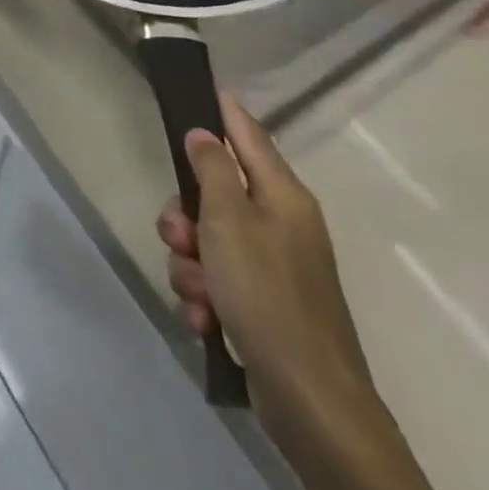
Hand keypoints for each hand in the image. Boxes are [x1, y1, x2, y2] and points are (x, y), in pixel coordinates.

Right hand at [156, 94, 373, 432]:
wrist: (310, 401)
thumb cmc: (267, 294)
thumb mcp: (228, 220)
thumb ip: (212, 169)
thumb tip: (206, 132)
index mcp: (283, 197)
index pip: (250, 136)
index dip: (226, 111)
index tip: (204, 88)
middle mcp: (281, 225)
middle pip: (214, 193)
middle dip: (184, 215)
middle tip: (178, 235)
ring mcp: (273, 267)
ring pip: (207, 239)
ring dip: (189, 262)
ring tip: (198, 291)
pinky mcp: (262, 305)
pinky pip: (216, 280)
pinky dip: (204, 295)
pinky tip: (206, 317)